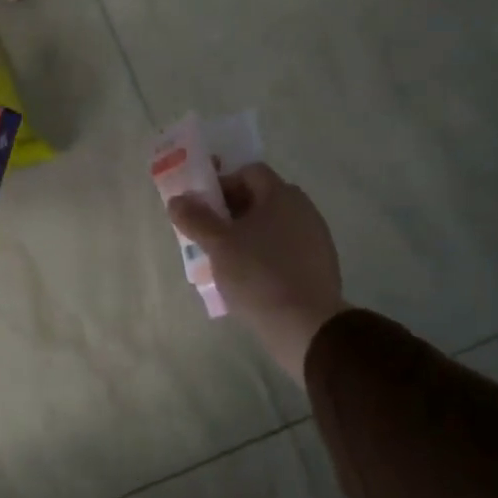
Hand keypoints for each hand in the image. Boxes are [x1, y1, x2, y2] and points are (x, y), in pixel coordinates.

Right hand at [167, 163, 346, 377]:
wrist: (306, 325)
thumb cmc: (258, 275)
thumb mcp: (218, 245)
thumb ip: (195, 218)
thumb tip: (177, 200)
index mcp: (281, 195)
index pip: (248, 172)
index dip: (222, 184)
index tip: (203, 209)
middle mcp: (303, 209)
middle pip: (260, 199)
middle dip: (231, 213)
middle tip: (208, 236)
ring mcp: (315, 238)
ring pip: (272, 227)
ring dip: (247, 236)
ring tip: (225, 262)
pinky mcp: (319, 266)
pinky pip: (285, 250)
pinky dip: (265, 256)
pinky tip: (250, 280)